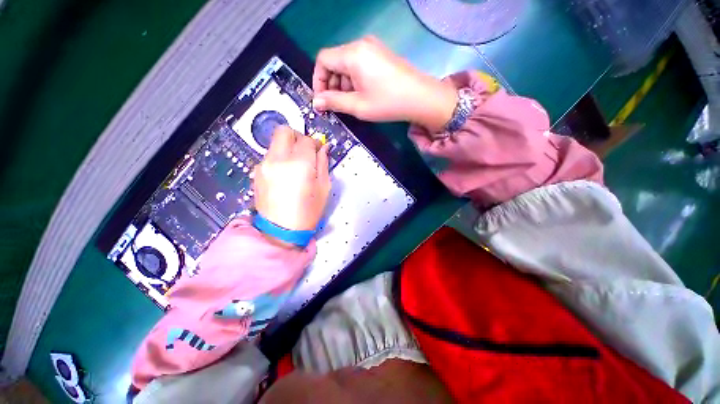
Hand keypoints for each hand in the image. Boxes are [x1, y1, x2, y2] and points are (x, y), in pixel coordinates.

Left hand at [253, 126, 330, 237]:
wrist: (281, 231)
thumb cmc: (308, 211)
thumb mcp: (323, 188)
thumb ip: (323, 163)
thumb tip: (323, 148)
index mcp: (299, 164)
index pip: (306, 140)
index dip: (315, 143)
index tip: (319, 150)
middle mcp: (278, 159)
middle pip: (284, 131)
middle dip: (297, 136)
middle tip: (305, 151)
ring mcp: (263, 165)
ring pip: (275, 143)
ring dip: (287, 148)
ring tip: (295, 166)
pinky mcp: (256, 172)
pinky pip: (269, 156)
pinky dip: (279, 158)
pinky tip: (284, 175)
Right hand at [313, 36, 457, 131]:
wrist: (421, 98)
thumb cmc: (388, 103)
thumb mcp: (358, 106)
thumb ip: (334, 102)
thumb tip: (316, 102)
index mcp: (352, 54)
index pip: (323, 60)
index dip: (318, 80)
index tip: (322, 100)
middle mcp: (360, 45)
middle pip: (335, 61)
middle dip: (332, 84)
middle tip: (337, 105)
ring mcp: (373, 48)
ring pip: (347, 64)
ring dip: (344, 84)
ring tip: (352, 103)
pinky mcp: (381, 55)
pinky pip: (359, 64)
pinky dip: (355, 80)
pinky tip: (363, 94)